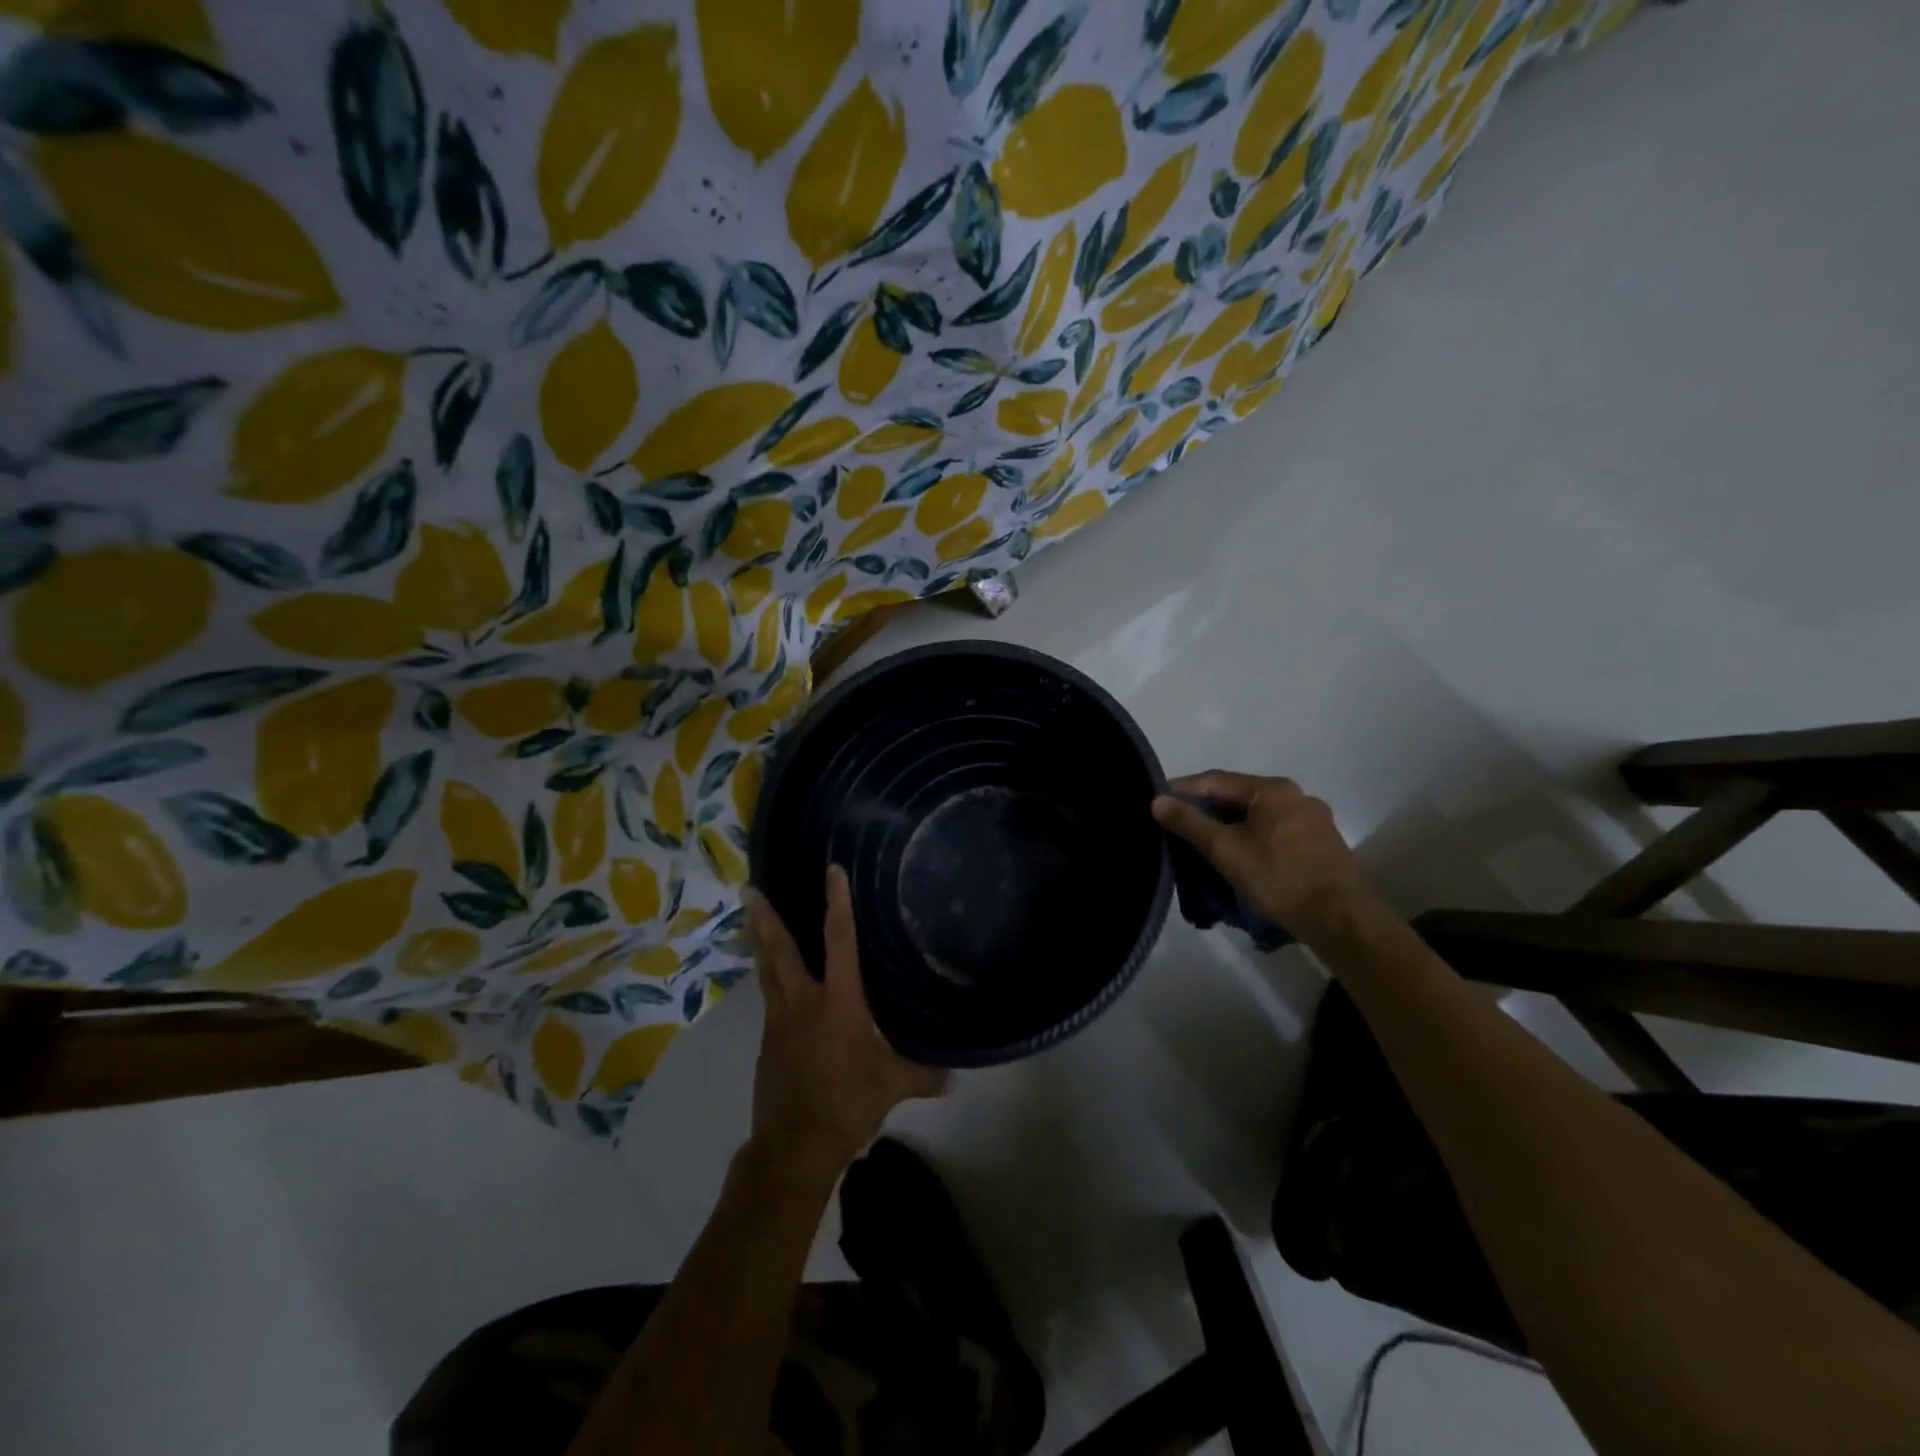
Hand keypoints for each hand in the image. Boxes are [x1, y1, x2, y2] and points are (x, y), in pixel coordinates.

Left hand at [742, 867, 946, 1180]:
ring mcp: (779, 1023)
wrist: (794, 1145)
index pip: (840, 940)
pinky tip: (775, 988)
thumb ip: (923, 1075)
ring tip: (748, 920)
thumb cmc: (847, 1103)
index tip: (831, 870)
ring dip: (757, 944)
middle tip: (748, 889)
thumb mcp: (892, 1086)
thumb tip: (955, 1077)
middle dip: (764, 918)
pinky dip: (770, 985)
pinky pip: (769, 1003)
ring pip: (766, 973)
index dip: (837, 903)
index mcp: (838, 1001)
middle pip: (779, 950)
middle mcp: (803, 1002)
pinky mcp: (767, 1045)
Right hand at [1151, 772, 1371, 938]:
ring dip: (1230, 826)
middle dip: (1207, 809)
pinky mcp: (1322, 846)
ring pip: (1259, 817)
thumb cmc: (1278, 877)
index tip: (1158, 800)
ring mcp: (1314, 821)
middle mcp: (1297, 796)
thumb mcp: (1225, 849)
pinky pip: (1276, 833)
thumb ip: (1189, 822)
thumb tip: (1156, 800)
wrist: (1341, 919)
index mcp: (1273, 789)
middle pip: (1239, 797)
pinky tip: (1242, 857)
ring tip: (1206, 843)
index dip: (1183, 789)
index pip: (1216, 780)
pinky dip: (1252, 839)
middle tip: (1177, 824)